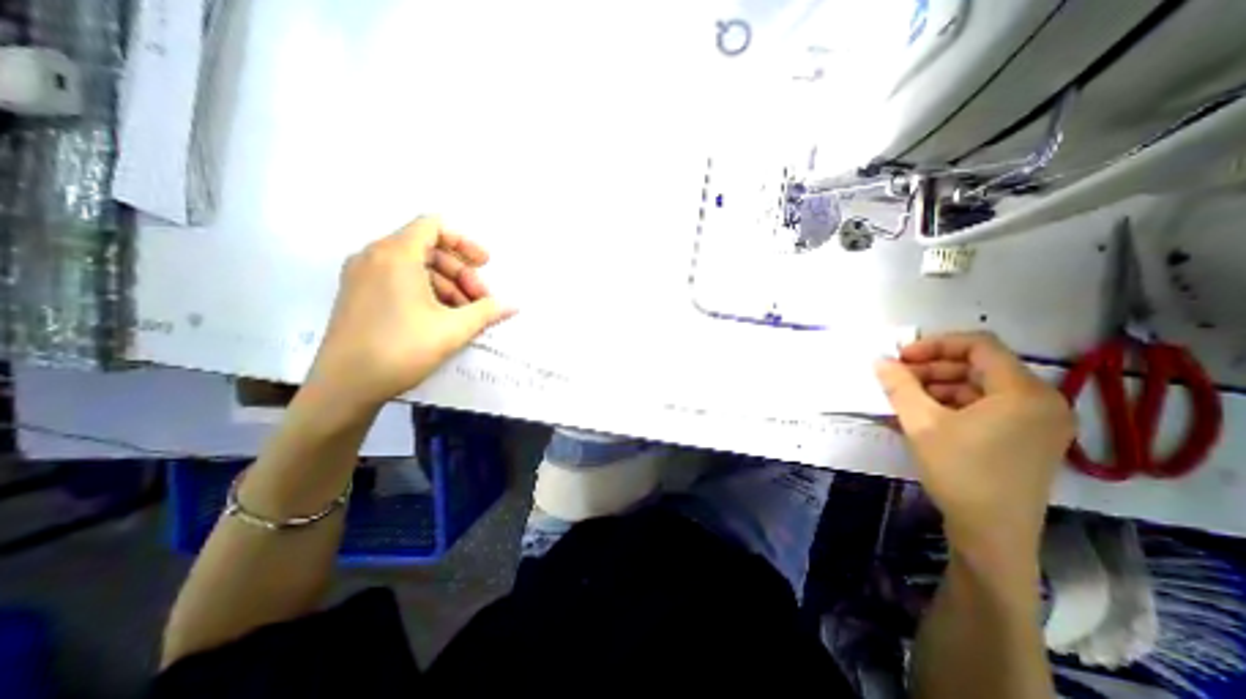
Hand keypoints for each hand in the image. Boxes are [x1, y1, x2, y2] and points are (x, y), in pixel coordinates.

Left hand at [300, 214, 510, 413]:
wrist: (344, 387)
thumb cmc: (402, 349)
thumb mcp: (454, 329)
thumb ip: (487, 311)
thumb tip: (513, 305)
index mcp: (395, 255)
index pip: (434, 226)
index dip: (465, 242)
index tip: (485, 264)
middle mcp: (374, 256)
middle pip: (429, 248)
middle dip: (461, 272)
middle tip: (481, 300)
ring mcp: (362, 276)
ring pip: (416, 267)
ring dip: (448, 285)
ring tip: (466, 314)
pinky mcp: (358, 294)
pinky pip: (400, 280)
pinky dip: (427, 292)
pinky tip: (443, 318)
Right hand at [868, 329, 1076, 561]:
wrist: (992, 534)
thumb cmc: (959, 472)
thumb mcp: (921, 423)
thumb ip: (899, 386)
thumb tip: (880, 361)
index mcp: (1024, 392)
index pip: (980, 345)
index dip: (935, 345)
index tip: (901, 358)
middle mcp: (1042, 401)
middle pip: (980, 365)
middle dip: (933, 367)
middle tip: (898, 378)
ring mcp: (1038, 422)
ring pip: (981, 386)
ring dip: (940, 386)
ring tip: (906, 398)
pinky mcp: (1028, 438)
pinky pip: (987, 406)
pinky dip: (954, 403)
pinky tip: (924, 414)